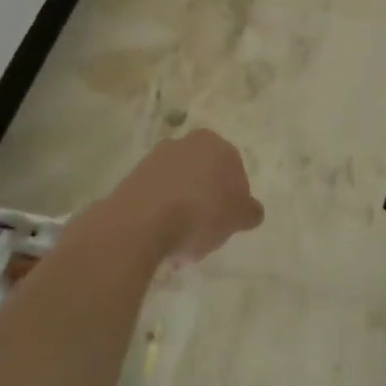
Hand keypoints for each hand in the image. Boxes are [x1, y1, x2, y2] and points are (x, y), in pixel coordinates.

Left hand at [108, 130, 263, 261]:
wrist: (141, 221)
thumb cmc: (200, 213)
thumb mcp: (238, 217)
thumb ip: (249, 211)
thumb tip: (252, 210)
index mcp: (214, 143)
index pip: (234, 168)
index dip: (235, 197)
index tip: (230, 222)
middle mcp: (185, 143)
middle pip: (204, 175)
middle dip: (208, 200)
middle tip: (208, 231)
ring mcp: (155, 159)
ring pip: (179, 185)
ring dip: (183, 209)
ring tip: (183, 242)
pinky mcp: (133, 178)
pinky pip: (157, 196)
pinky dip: (162, 213)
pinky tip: (162, 238)